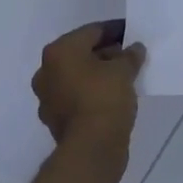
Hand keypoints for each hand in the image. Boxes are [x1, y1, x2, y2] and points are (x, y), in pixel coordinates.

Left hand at [32, 19, 144, 182]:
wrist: (91, 151)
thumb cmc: (104, 99)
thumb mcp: (124, 71)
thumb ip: (130, 55)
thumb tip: (134, 49)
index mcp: (59, 51)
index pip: (92, 31)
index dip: (115, 30)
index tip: (132, 34)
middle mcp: (47, 71)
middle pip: (82, 53)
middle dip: (106, 53)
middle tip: (130, 56)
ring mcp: (48, 98)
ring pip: (79, 77)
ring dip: (99, 75)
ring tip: (125, 77)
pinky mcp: (55, 120)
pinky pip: (77, 97)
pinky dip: (93, 94)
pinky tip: (114, 97)